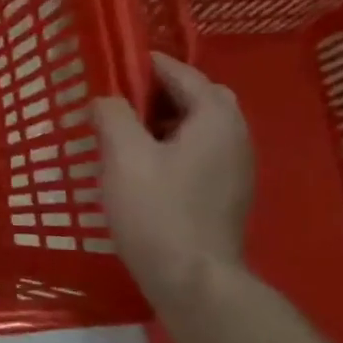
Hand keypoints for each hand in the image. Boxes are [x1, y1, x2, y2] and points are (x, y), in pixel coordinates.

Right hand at [92, 53, 253, 311]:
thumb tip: (106, 99)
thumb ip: (112, 116)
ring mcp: (236, 167)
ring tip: (124, 132)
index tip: (113, 65)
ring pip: (199, 126)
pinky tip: (143, 165)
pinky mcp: (227, 192)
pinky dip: (172, 145)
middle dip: (159, 92)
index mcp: (216, 118)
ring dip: (164, 120)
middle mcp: (236, 135)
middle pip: (198, 97)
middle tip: (119, 100)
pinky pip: (200, 151)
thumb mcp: (123, 156)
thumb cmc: (156, 210)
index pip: (183, 74)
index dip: (147, 65)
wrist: (192, 277)